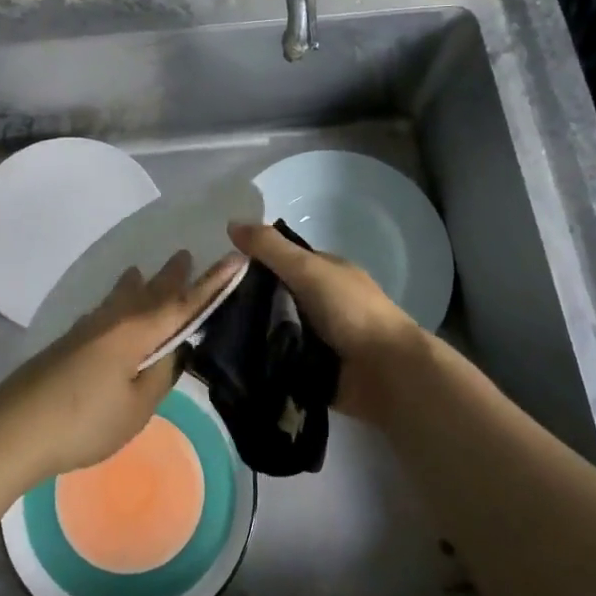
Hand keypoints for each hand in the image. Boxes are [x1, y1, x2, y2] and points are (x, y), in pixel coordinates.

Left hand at [0, 250, 246, 489]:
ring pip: (121, 298)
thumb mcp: (136, 408)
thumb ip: (160, 376)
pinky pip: (103, 312)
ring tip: (143, 272)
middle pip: (149, 292)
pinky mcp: (68, 343)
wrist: (14, 429)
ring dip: (139, 285)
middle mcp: (113, 320)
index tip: (236, 258)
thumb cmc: (84, 421)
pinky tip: (109, 310)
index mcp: (136, 332)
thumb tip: (174, 351)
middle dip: (171, 276)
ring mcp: (86, 329)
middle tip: (185, 255)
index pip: (184, 303)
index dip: (212, 283)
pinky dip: (116, 302)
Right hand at [227, 220, 423, 426]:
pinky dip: (262, 361)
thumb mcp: (308, 269)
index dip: (254, 263)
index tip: (219, 273)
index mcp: (325, 273)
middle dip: (247, 303)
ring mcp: (318, 339)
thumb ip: (271, 248)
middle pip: (274, 298)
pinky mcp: (312, 371)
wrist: (386, 372)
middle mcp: (321, 303)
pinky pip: (279, 361)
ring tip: (213, 337)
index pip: (282, 261)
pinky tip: (232, 363)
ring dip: (251, 334)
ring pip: (274, 330)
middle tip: (209, 308)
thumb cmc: (351, 311)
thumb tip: (231, 223)